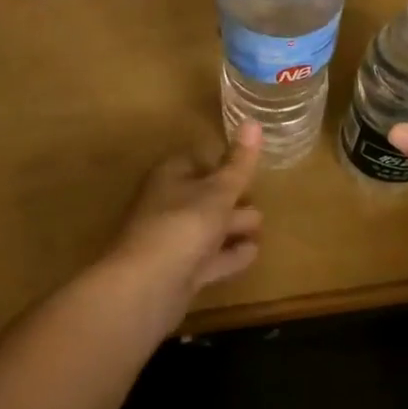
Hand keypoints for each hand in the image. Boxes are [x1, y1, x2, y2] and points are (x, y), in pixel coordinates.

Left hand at [99, 123, 264, 322]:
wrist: (146, 287)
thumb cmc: (183, 226)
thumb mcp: (218, 191)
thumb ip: (239, 163)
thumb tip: (253, 121)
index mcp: (170, 177)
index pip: (196, 161)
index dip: (221, 162)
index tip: (247, 166)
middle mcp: (167, 205)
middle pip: (203, 196)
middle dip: (230, 197)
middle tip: (259, 198)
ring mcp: (172, 241)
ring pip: (207, 228)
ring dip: (232, 227)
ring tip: (261, 226)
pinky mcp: (179, 273)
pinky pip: (210, 258)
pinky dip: (230, 254)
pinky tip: (252, 253)